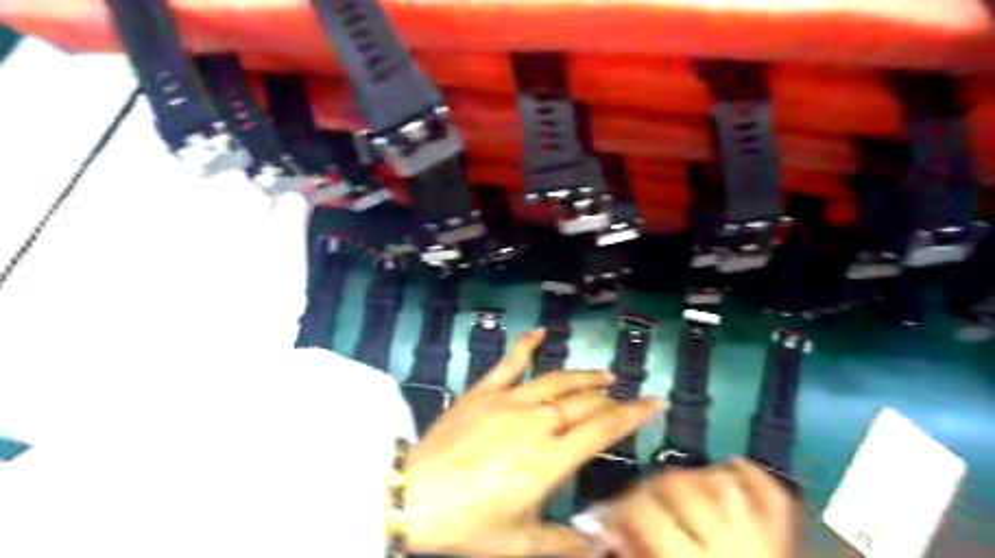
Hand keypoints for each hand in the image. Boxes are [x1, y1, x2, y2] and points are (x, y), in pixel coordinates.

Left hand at [400, 330, 662, 555]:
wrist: (415, 496)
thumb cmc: (470, 524)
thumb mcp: (521, 543)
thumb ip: (564, 543)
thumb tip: (599, 547)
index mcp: (551, 459)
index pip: (602, 430)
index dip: (632, 415)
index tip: (653, 402)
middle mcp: (537, 423)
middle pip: (582, 403)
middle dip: (608, 398)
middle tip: (623, 395)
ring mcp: (509, 401)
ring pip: (555, 382)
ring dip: (582, 376)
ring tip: (604, 373)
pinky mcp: (484, 391)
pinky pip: (509, 363)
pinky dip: (526, 345)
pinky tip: (541, 331)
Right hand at [593, 458, 803, 557]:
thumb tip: (613, 531)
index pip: (647, 513)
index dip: (623, 507)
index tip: (610, 514)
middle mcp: (727, 544)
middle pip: (680, 486)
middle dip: (652, 487)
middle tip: (638, 499)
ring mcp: (761, 539)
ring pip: (723, 484)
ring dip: (695, 478)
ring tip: (679, 488)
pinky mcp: (784, 540)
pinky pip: (773, 496)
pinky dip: (753, 475)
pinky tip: (731, 465)